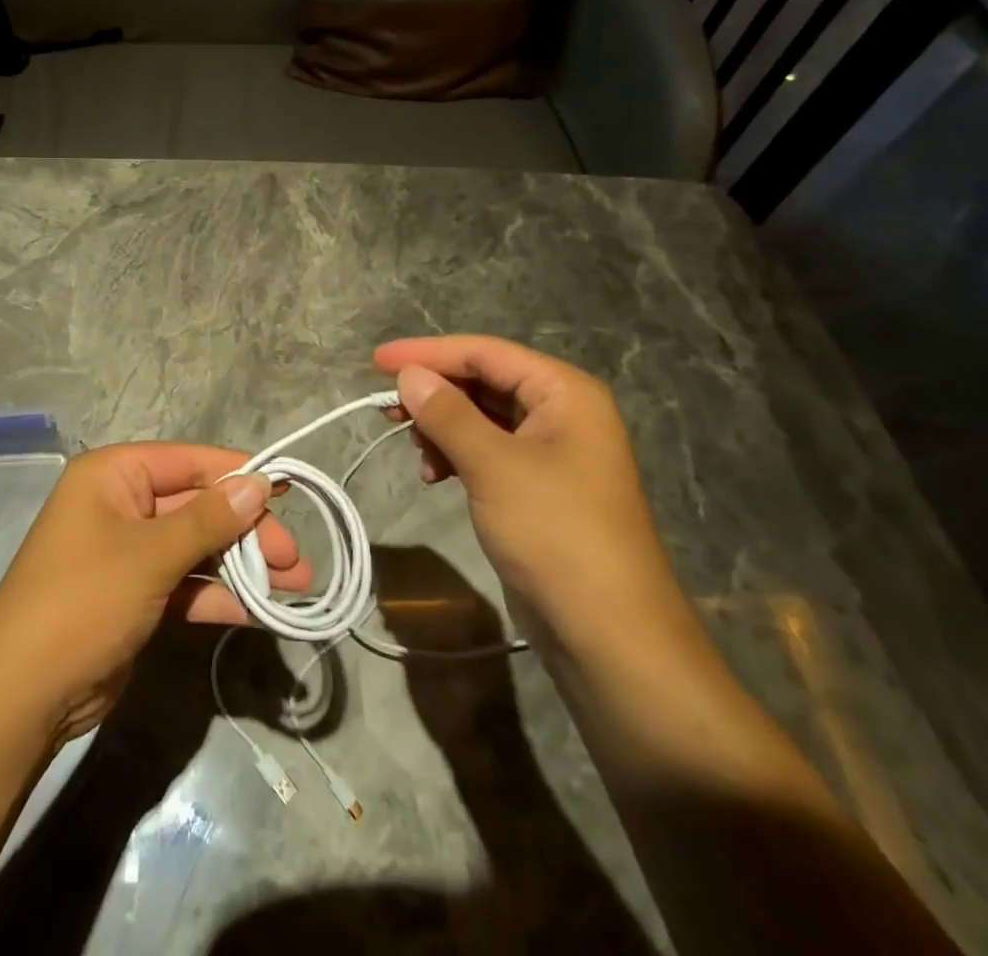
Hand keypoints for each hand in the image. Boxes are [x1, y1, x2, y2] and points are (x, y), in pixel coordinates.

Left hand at [0, 442, 311, 741]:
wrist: (24, 696)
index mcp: (113, 476)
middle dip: (247, 530)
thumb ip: (209, 518)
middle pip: (197, 506)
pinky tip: (259, 611)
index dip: (238, 473)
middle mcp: (121, 506)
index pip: (188, 462)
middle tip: (295, 559)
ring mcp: (128, 554)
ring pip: (196, 548)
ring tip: (295, 586)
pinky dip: (218, 595)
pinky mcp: (136, 596)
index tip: (288, 488)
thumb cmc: (84, 601)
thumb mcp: (150, 555)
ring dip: (242, 565)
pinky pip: (185, 584)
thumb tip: (259, 482)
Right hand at [374, 335, 683, 651]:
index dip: (428, 353)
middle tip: (386, 409)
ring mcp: (552, 451)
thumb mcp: (494, 466)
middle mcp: (561, 412)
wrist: (610, 634)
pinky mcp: (538, 485)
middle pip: (483, 381)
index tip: (377, 361)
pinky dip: (457, 454)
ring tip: (415, 452)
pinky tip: (435, 474)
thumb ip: (447, 413)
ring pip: (482, 417)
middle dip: (434, 393)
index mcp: (564, 392)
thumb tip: (409, 375)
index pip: (485, 353)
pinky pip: (488, 450)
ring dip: (442, 427)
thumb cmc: (555, 533)